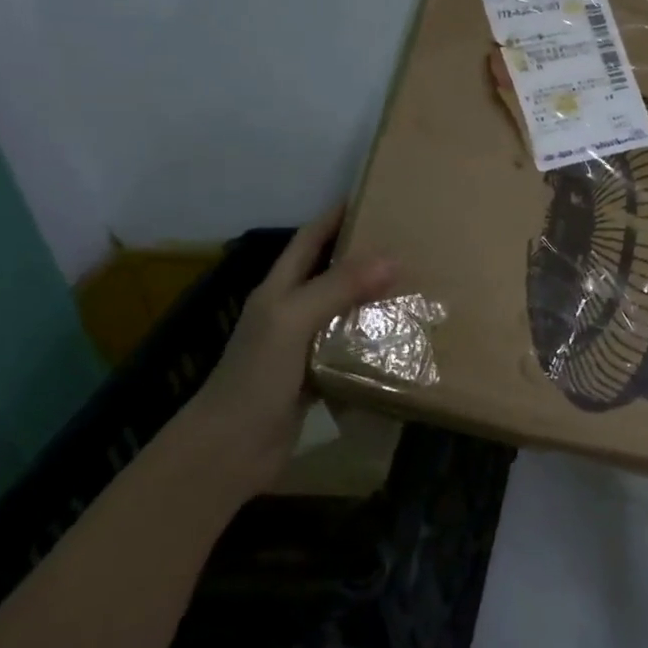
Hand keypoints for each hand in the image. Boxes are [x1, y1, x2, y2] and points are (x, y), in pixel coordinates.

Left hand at [182, 205, 396, 492]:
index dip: (336, 217)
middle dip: (365, 257)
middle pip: (330, 274)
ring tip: (417, 288)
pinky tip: (403, 341)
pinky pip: (350, 351)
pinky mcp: (316, 378)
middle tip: (410, 245)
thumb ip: (337, 288)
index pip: (309, 240)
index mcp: (278, 290)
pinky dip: (374, 343)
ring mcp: (302, 347)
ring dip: (375, 301)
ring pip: (344, 313)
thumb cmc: (255, 376)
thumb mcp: (293, 321)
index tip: (374, 198)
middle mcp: (290, 312)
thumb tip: (392, 258)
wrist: (230, 448)